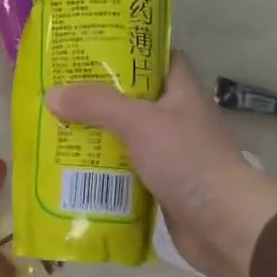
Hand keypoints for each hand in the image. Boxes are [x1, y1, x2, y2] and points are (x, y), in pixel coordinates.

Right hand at [48, 53, 276, 276]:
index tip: (95, 52)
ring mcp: (172, 155)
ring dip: (99, 139)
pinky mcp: (164, 187)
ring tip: (58, 131)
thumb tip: (53, 94)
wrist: (224, 224)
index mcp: (182, 93)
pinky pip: (128, 173)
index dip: (131, 52)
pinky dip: (105, 173)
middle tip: (63, 94)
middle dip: (101, 99)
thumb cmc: (188, 161)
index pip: (161, 59)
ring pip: (129, 139)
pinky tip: (75, 172)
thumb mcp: (139, 123)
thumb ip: (97, 106)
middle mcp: (178, 120)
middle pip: (136, 100)